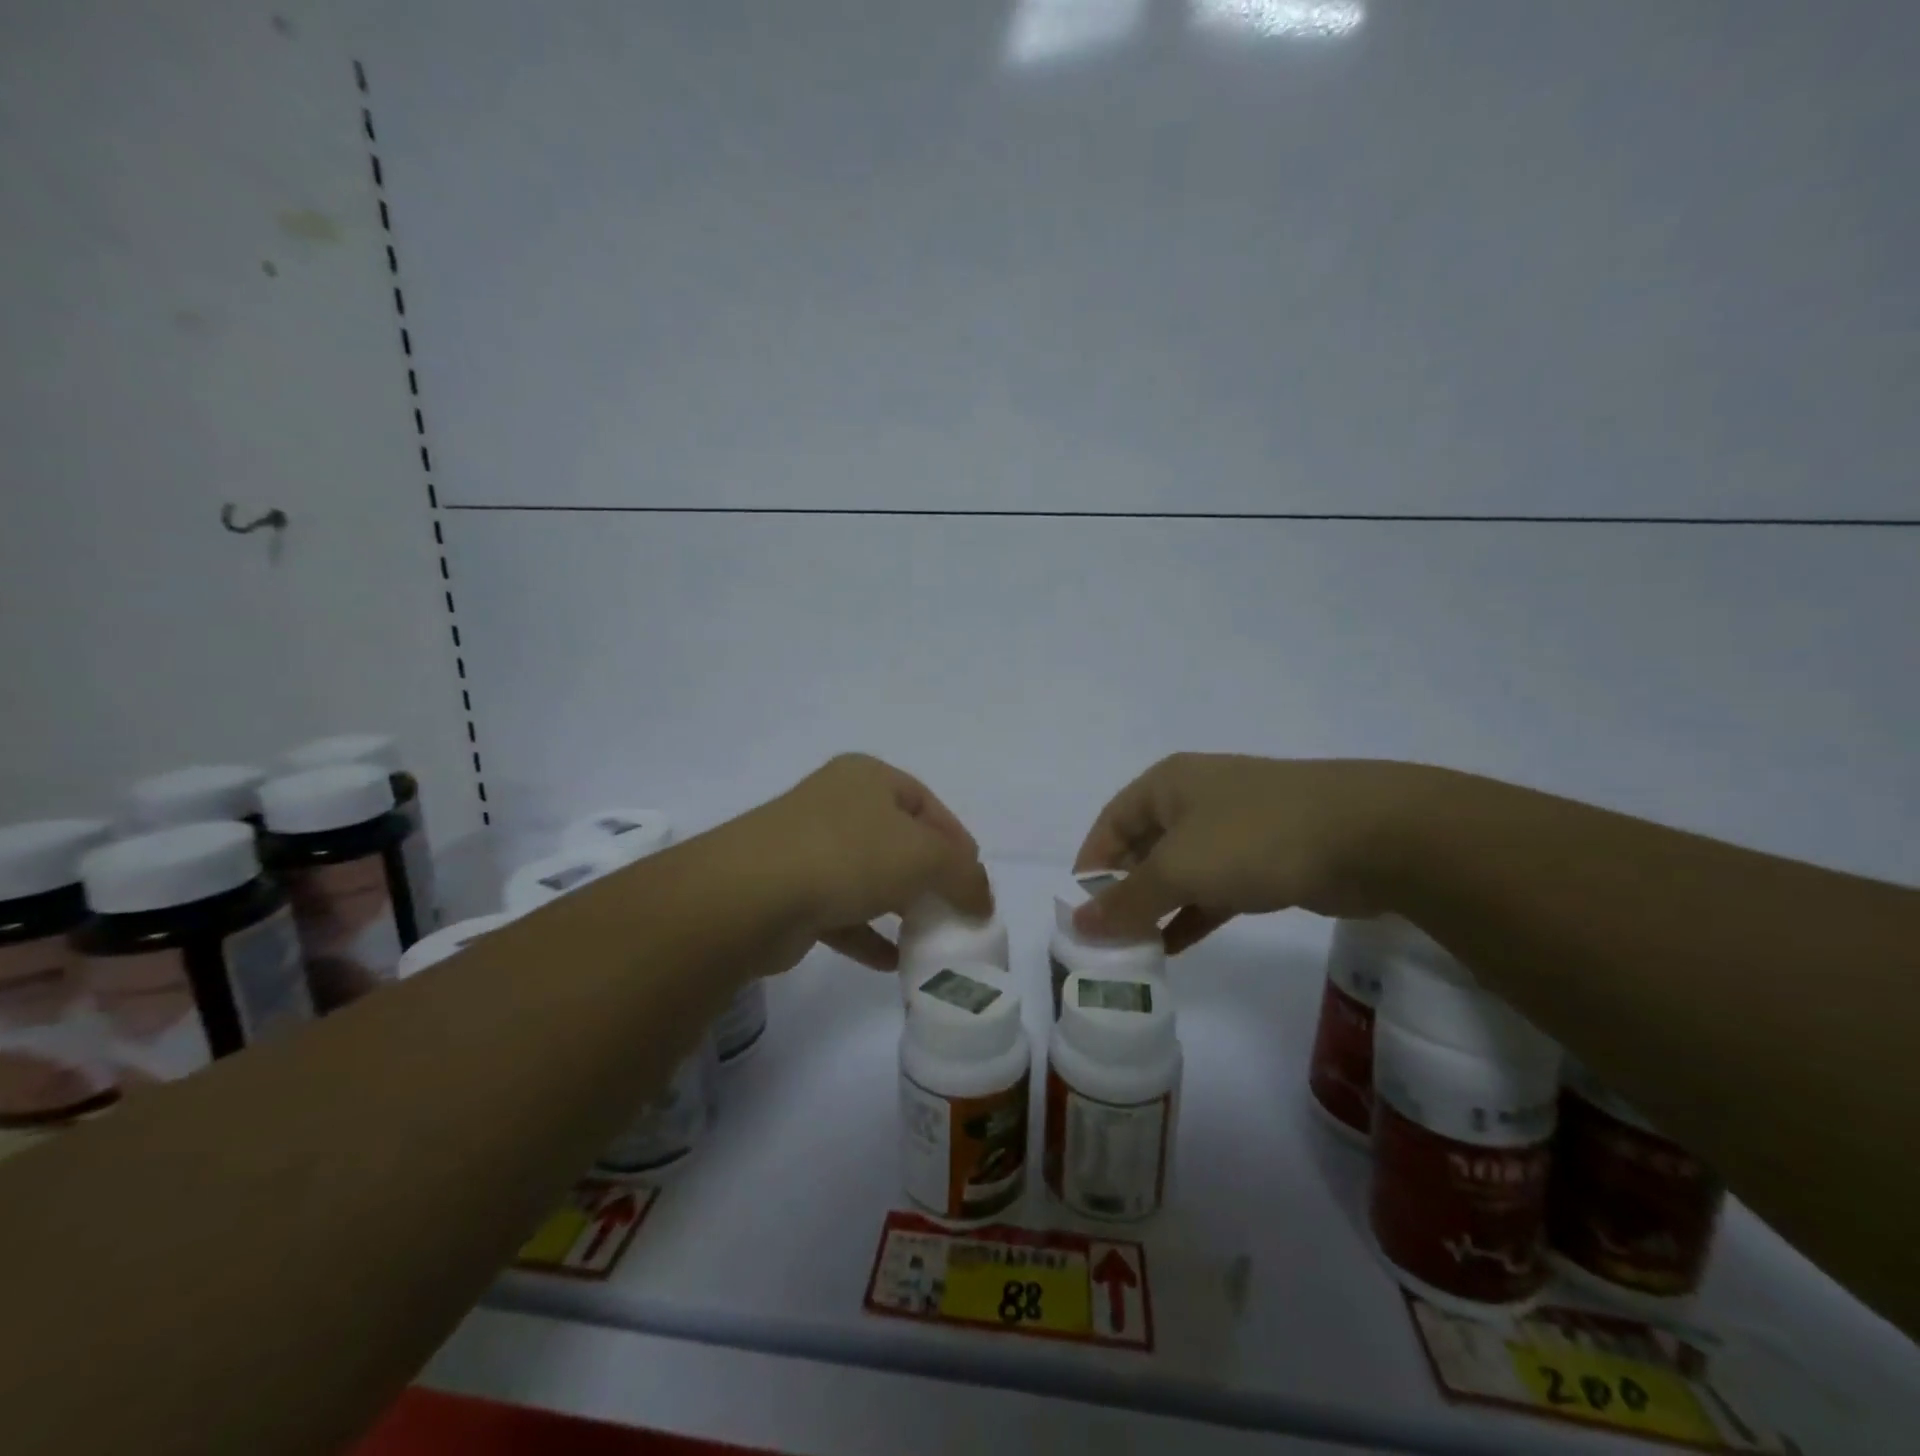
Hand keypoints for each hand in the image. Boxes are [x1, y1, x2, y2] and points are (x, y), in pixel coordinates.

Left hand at [745, 754, 989, 969]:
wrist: (751, 895)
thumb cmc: (849, 855)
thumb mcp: (925, 857)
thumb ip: (964, 874)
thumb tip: (982, 900)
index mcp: (868, 778)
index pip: (927, 805)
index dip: (958, 841)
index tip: (976, 881)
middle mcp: (837, 804)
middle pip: (898, 840)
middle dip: (930, 877)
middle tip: (955, 910)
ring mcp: (809, 847)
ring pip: (869, 877)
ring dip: (900, 907)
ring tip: (929, 937)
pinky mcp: (790, 892)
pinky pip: (841, 913)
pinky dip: (868, 935)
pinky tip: (892, 963)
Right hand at [1072, 755, 1422, 952]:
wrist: (1368, 836)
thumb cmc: (1253, 837)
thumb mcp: (1178, 868)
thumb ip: (1126, 900)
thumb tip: (1078, 925)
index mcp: (1167, 784)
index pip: (1111, 822)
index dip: (1090, 862)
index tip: (1079, 909)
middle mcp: (1196, 799)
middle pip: (1144, 846)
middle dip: (1124, 890)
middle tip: (1106, 937)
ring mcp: (1235, 829)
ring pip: (1181, 871)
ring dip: (1157, 907)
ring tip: (1134, 950)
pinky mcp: (1266, 860)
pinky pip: (1215, 888)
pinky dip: (1193, 914)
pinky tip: (1174, 946)